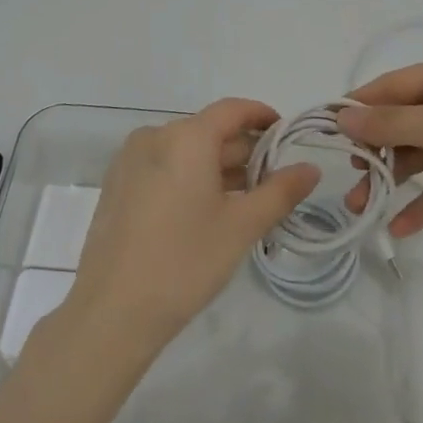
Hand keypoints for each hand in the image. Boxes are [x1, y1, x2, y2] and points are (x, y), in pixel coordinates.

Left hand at [65, 99, 320, 359]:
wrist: (112, 312)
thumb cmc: (184, 262)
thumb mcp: (241, 226)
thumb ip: (280, 191)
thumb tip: (311, 168)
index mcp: (185, 137)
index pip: (232, 110)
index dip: (262, 116)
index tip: (286, 135)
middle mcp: (155, 136)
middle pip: (209, 131)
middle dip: (244, 150)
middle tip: (274, 179)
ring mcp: (130, 160)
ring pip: (186, 151)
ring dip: (218, 167)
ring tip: (247, 198)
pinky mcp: (118, 185)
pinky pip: (164, 166)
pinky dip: (190, 177)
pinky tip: (207, 210)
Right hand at [338, 50, 422, 240]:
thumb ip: (391, 123)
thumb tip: (341, 117)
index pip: (396, 85)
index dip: (361, 106)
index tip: (326, 130)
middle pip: (406, 120)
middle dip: (376, 150)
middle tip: (348, 178)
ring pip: (421, 154)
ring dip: (393, 179)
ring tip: (362, 207)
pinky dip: (422, 202)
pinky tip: (399, 226)